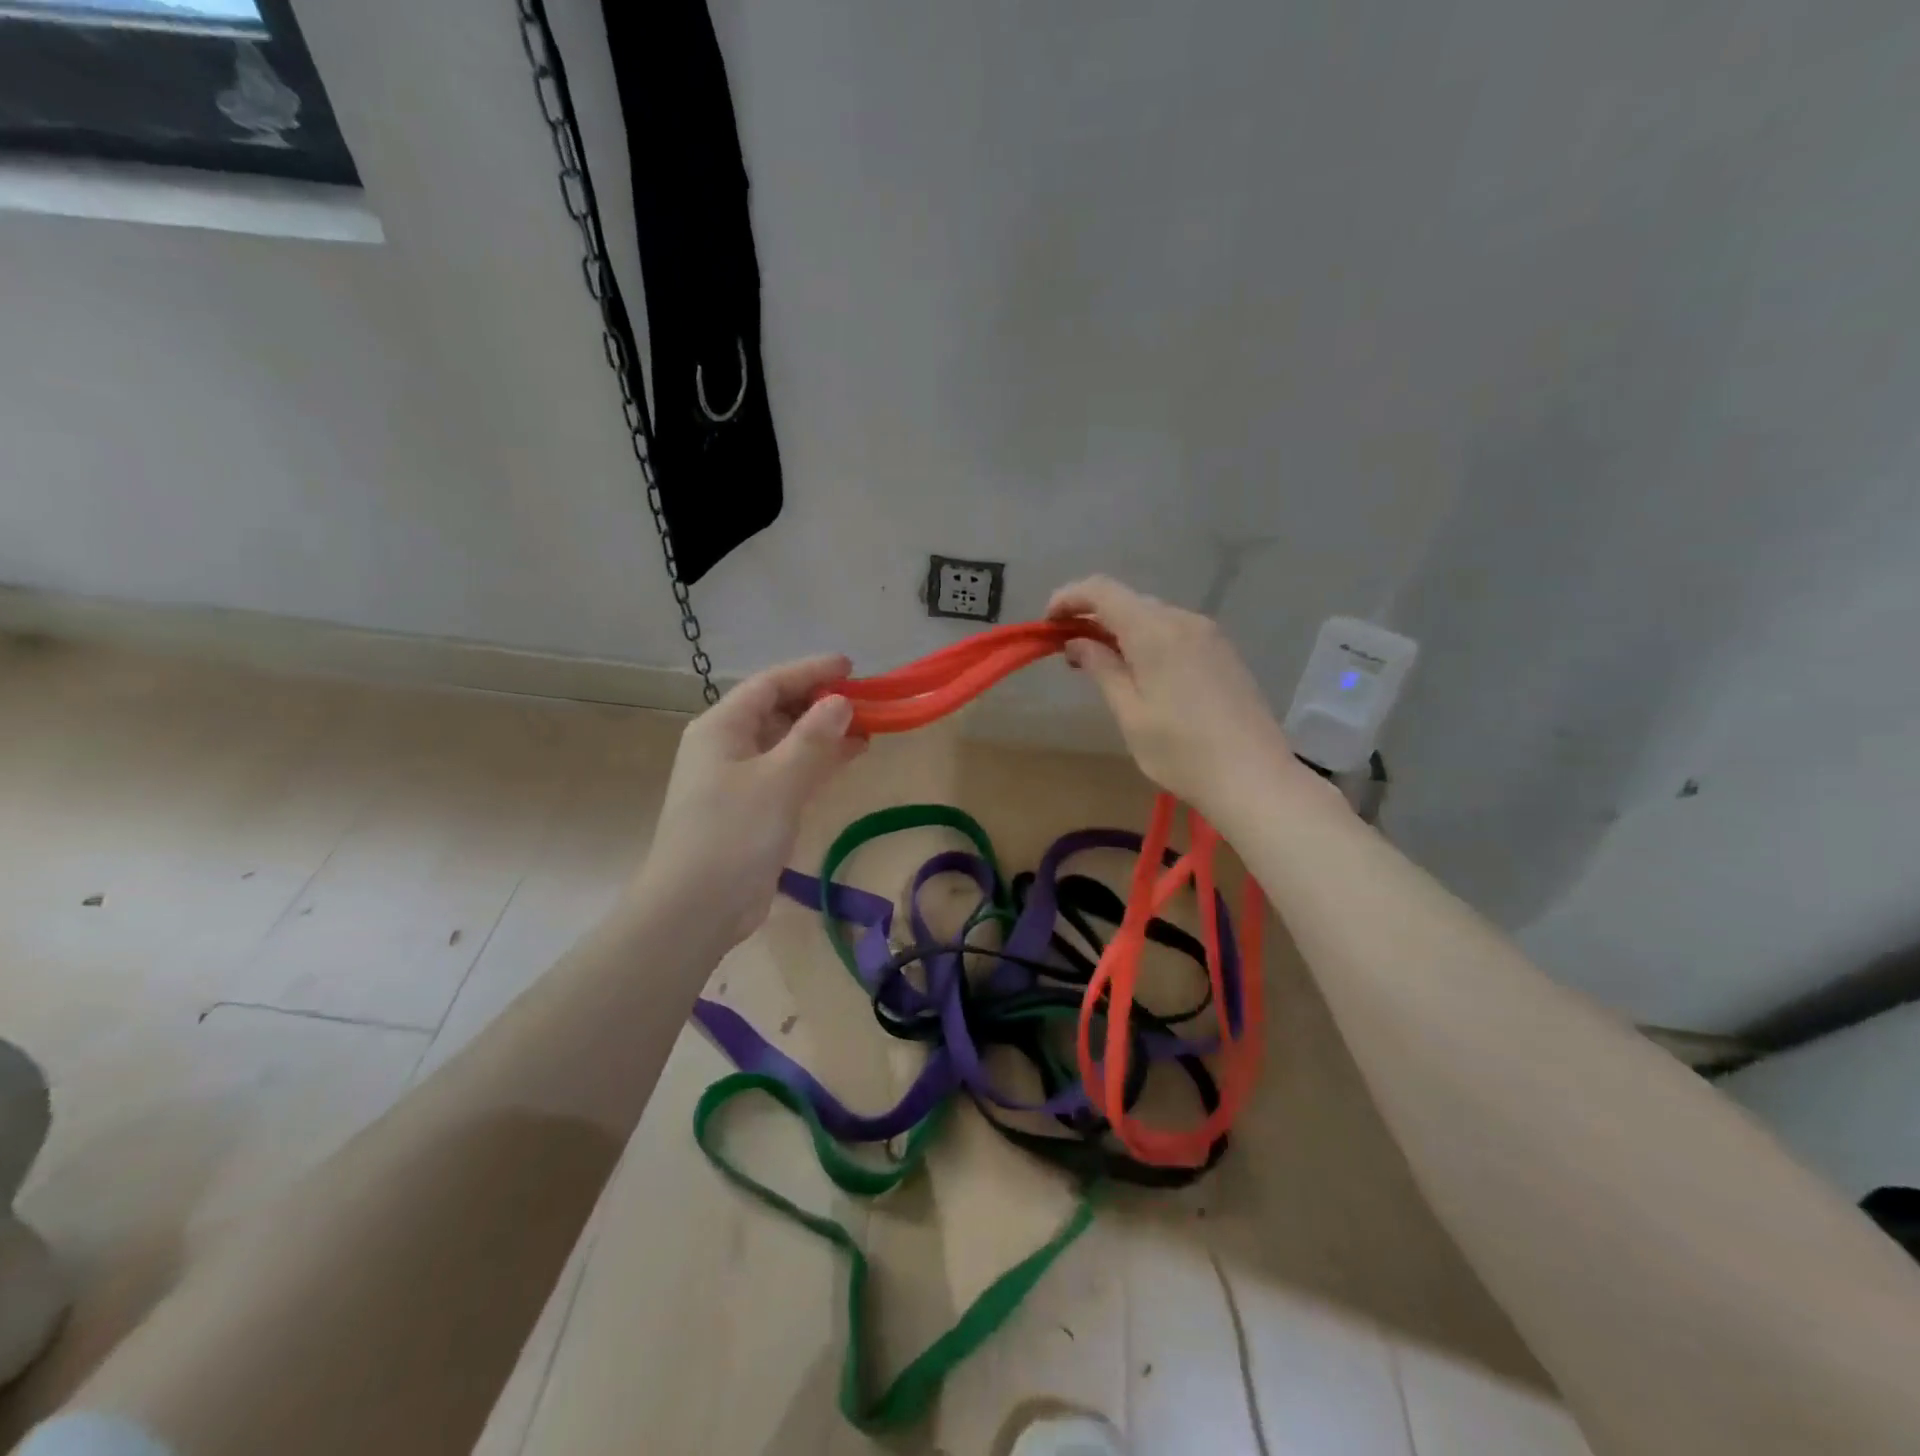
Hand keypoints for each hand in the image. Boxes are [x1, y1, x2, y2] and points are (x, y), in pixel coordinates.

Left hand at [634, 655, 864, 951]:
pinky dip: (818, 762)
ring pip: (787, 742)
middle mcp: (727, 746)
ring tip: (868, 727)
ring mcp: (739, 779)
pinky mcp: (752, 809)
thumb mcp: (779, 780)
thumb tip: (841, 702)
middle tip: (867, 701)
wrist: (696, 908)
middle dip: (821, 703)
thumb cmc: (733, 834)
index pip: (770, 684)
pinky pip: (790, 772)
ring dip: (824, 733)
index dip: (811, 672)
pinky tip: (849, 758)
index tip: (852, 668)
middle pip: (778, 710)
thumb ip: (813, 737)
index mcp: (722, 728)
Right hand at [1049, 576, 1303, 821]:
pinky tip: (1142, 673)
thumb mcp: (1130, 713)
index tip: (1048, 624)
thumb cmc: (1181, 751)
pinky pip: (1176, 632)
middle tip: (1069, 653)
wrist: (1254, 777)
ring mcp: (1209, 635)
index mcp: (1155, 631)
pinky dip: (1148, 640)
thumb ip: (1102, 668)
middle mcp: (1184, 620)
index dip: (1069, 598)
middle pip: (1128, 601)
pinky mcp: (1224, 653)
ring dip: (1122, 630)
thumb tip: (1077, 642)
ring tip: (1103, 666)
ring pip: (1153, 616)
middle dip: (1093, 617)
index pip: (1102, 591)